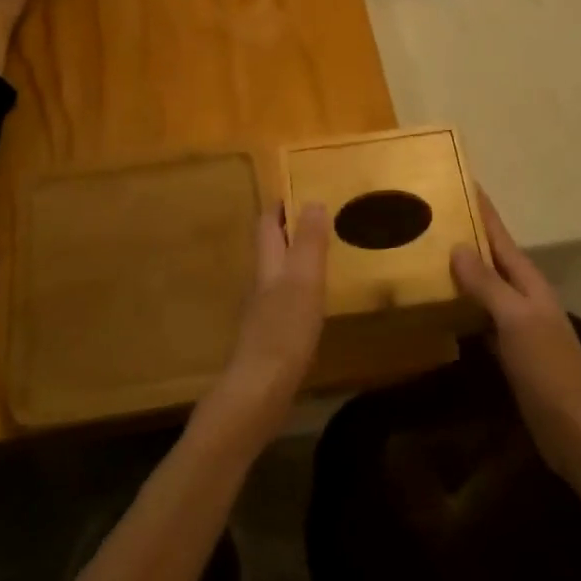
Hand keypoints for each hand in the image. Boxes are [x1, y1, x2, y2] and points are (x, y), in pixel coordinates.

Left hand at [206, 203, 328, 443]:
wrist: (259, 390)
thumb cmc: (284, 330)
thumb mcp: (304, 281)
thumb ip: (309, 243)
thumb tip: (313, 201)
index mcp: (267, 266)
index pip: (267, 225)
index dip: (279, 207)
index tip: (298, 190)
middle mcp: (260, 284)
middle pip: (270, 249)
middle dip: (288, 231)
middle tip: (317, 220)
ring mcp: (262, 312)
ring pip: (276, 275)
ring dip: (294, 261)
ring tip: (320, 256)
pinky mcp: (269, 337)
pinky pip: (283, 302)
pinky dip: (298, 291)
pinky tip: (313, 303)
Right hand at [451, 189, 580, 486]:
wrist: (575, 430)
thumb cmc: (548, 370)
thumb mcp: (516, 321)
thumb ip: (488, 284)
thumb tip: (457, 246)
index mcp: (528, 282)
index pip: (500, 236)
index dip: (482, 210)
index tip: (460, 181)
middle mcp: (522, 296)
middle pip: (490, 258)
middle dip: (464, 236)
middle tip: (426, 217)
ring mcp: (516, 325)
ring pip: (482, 287)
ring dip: (459, 271)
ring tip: (423, 254)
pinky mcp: (508, 351)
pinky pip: (478, 317)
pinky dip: (460, 306)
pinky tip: (438, 307)